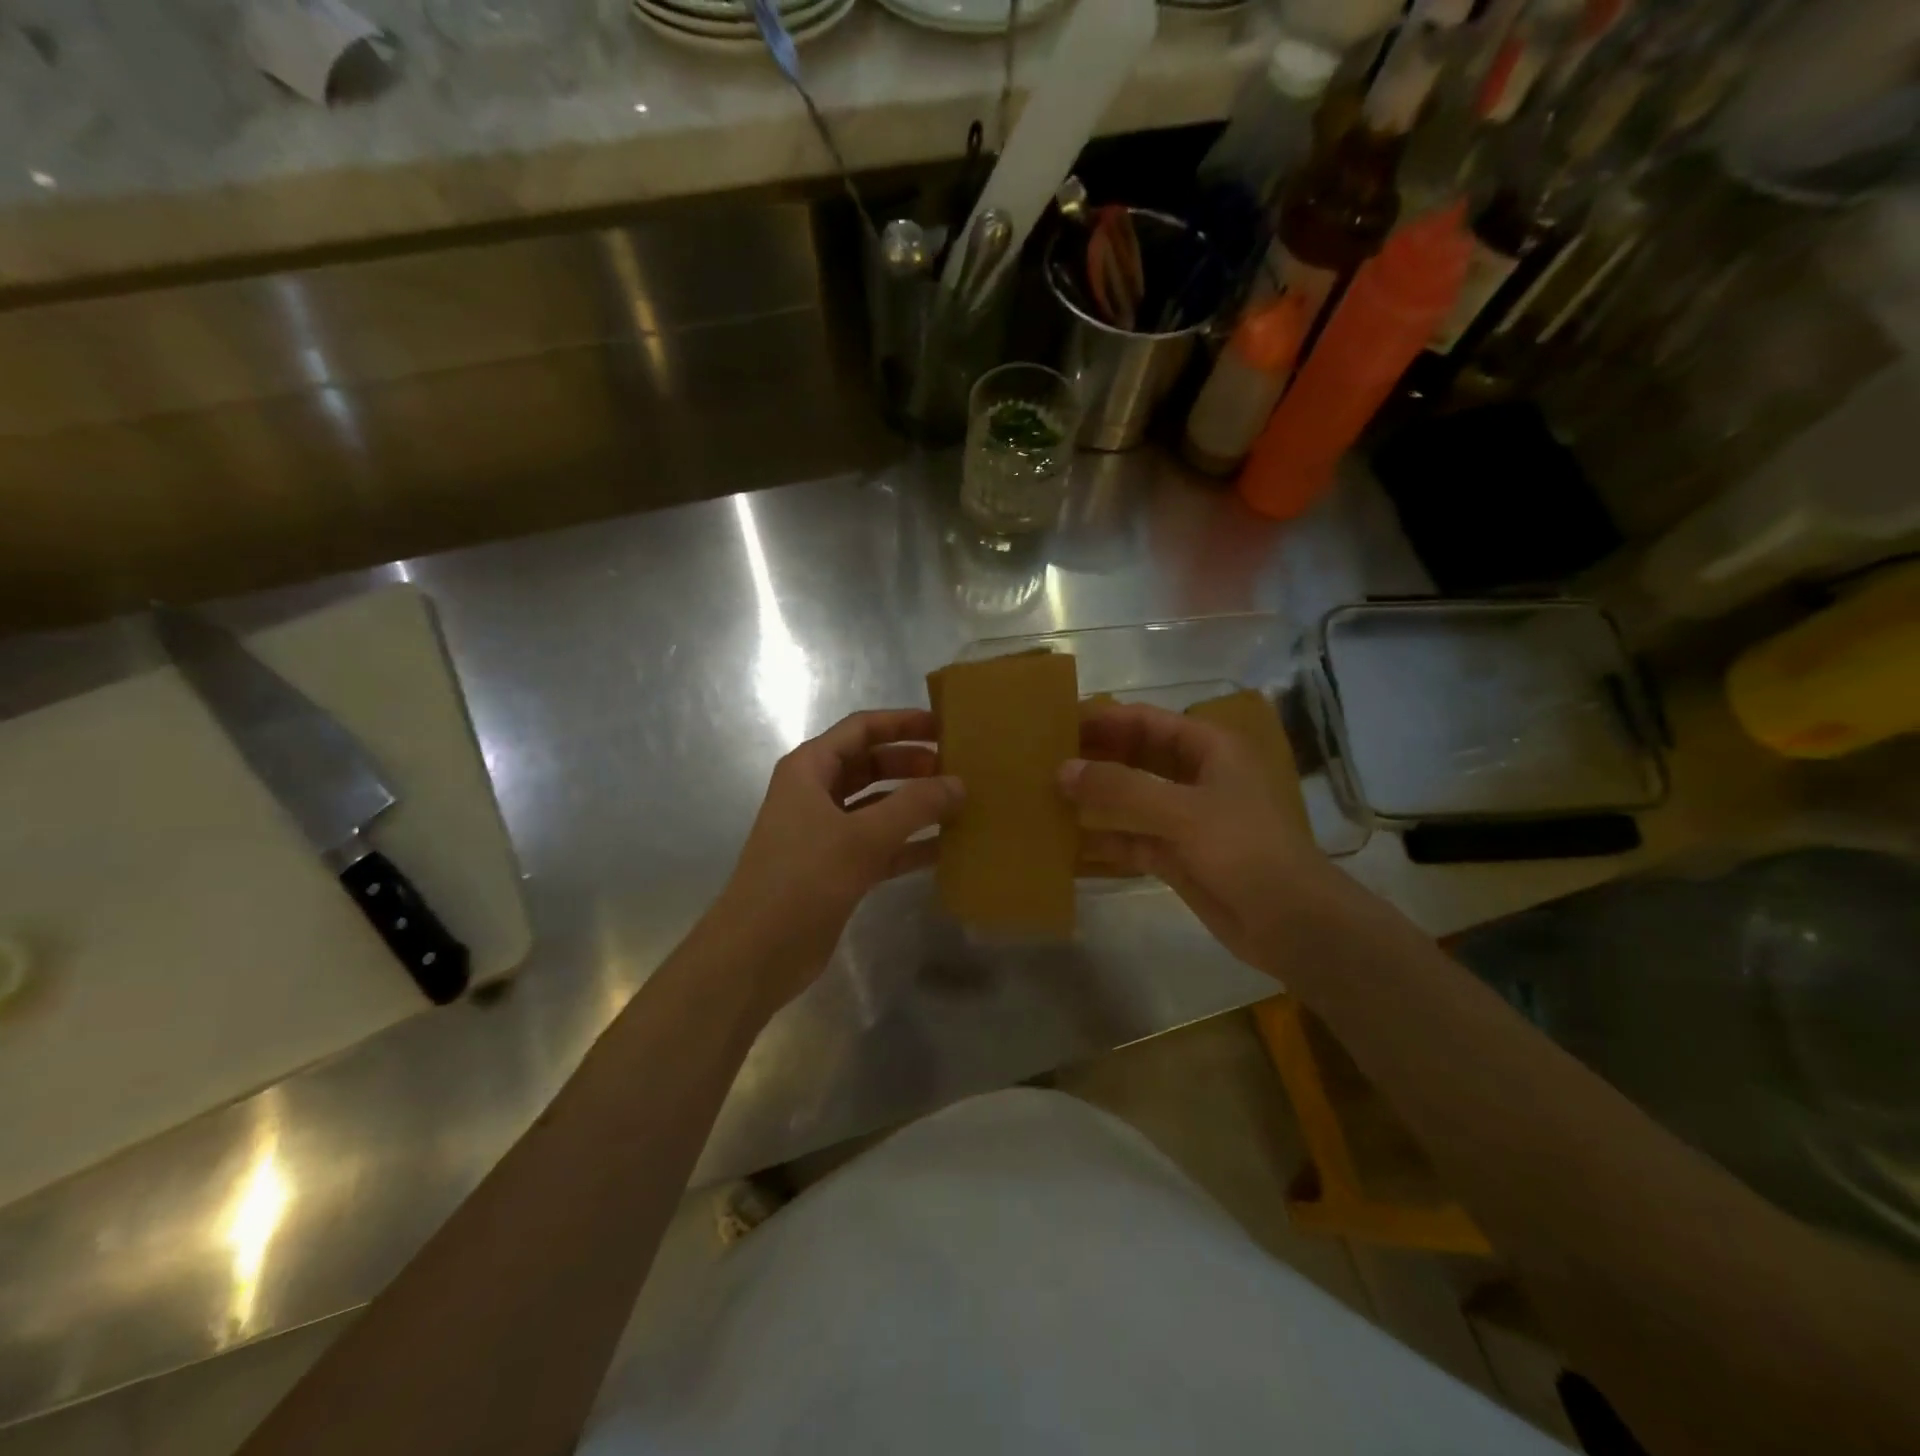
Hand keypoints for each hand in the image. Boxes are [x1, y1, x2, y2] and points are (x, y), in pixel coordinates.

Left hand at [707, 710, 961, 1011]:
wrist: (757, 952)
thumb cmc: (803, 879)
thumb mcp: (862, 836)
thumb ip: (915, 805)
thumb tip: (959, 783)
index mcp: (810, 769)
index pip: (861, 729)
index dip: (902, 723)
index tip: (945, 726)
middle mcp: (816, 794)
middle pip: (871, 765)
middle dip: (913, 764)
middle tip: (959, 769)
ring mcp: (825, 833)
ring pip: (878, 806)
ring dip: (915, 805)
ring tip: (960, 805)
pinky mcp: (837, 869)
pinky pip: (880, 845)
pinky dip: (909, 844)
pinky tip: (946, 848)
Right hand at [1061, 701, 1342, 979]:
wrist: (1291, 923)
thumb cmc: (1245, 849)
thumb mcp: (1182, 811)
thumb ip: (1120, 788)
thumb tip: (1062, 770)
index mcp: (1209, 749)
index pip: (1146, 721)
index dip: (1104, 719)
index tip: (1057, 723)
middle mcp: (1195, 777)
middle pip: (1135, 757)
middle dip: (1094, 758)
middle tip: (1042, 760)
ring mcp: (1185, 819)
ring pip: (1130, 799)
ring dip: (1095, 799)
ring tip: (1045, 795)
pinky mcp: (1177, 856)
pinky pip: (1131, 839)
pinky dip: (1104, 839)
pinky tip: (1066, 840)